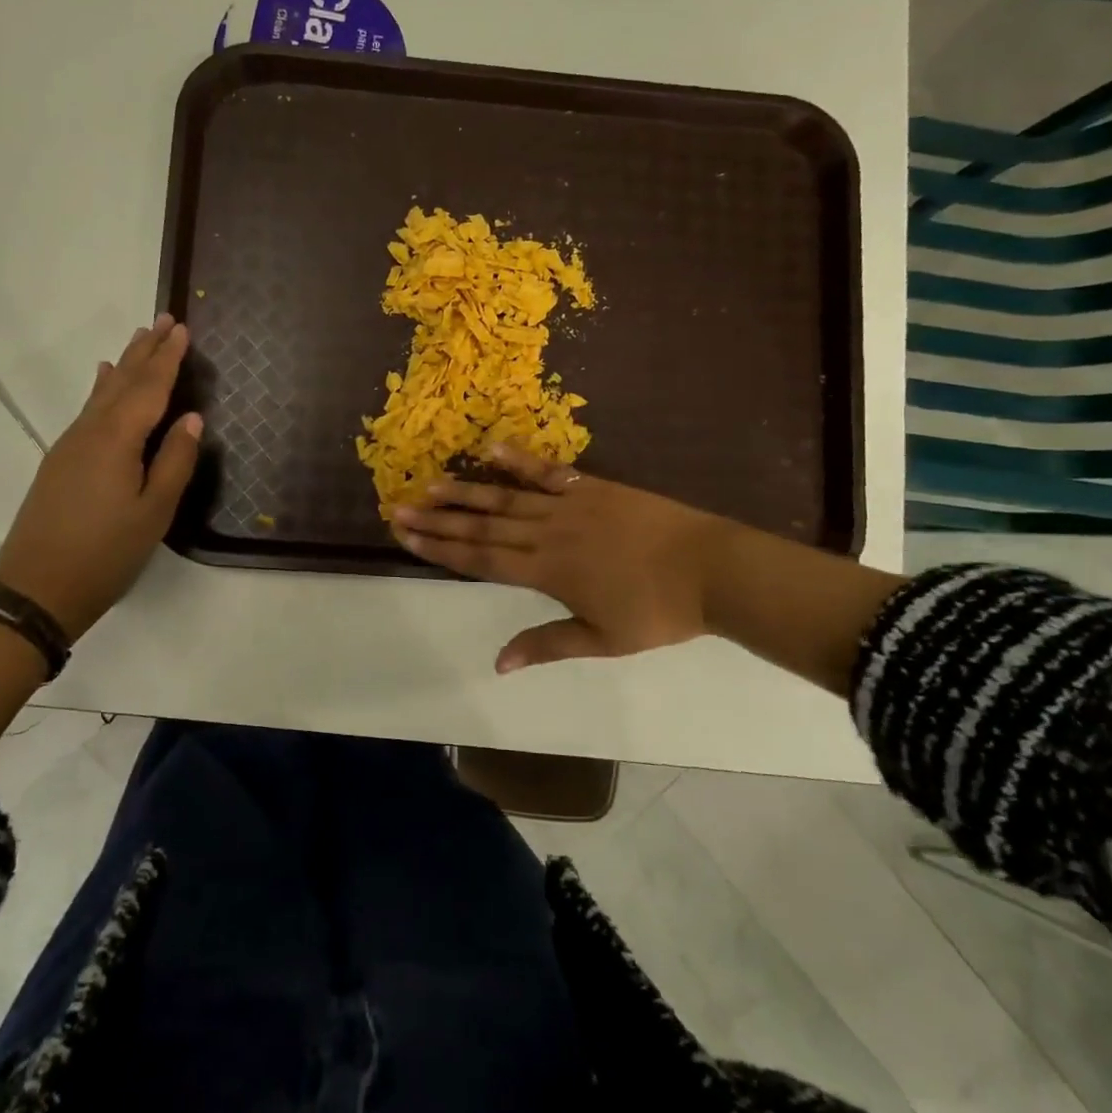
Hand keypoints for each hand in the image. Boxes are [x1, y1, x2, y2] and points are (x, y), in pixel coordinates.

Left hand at [0, 314, 201, 641]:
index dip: (168, 358)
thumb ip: (175, 461)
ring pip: (102, 393)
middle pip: (123, 381)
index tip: (182, 328)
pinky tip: (102, 379)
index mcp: (117, 439)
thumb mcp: (154, 512)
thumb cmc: (105, 553)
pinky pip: (88, 409)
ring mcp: (70, 445)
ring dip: (124, 364)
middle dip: (145, 350)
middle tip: (163, 320)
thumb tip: (191, 418)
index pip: (149, 388)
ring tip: (138, 339)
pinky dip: (101, 388)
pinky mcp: (61, 461)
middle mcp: (90, 431)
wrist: (36, 589)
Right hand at [391, 443, 729, 672]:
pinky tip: (492, 450)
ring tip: (430, 484)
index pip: (481, 560)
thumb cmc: (657, 613)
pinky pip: (548, 471)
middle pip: (483, 527)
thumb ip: (547, 644)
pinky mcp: (592, 486)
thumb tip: (498, 663)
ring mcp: (569, 505)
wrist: (711, 570)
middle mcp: (548, 534)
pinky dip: (519, 460)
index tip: (407, 537)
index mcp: (547, 572)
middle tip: (400, 508)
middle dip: (438, 520)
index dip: (441, 548)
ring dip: (466, 492)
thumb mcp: (602, 640)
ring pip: (506, 498)